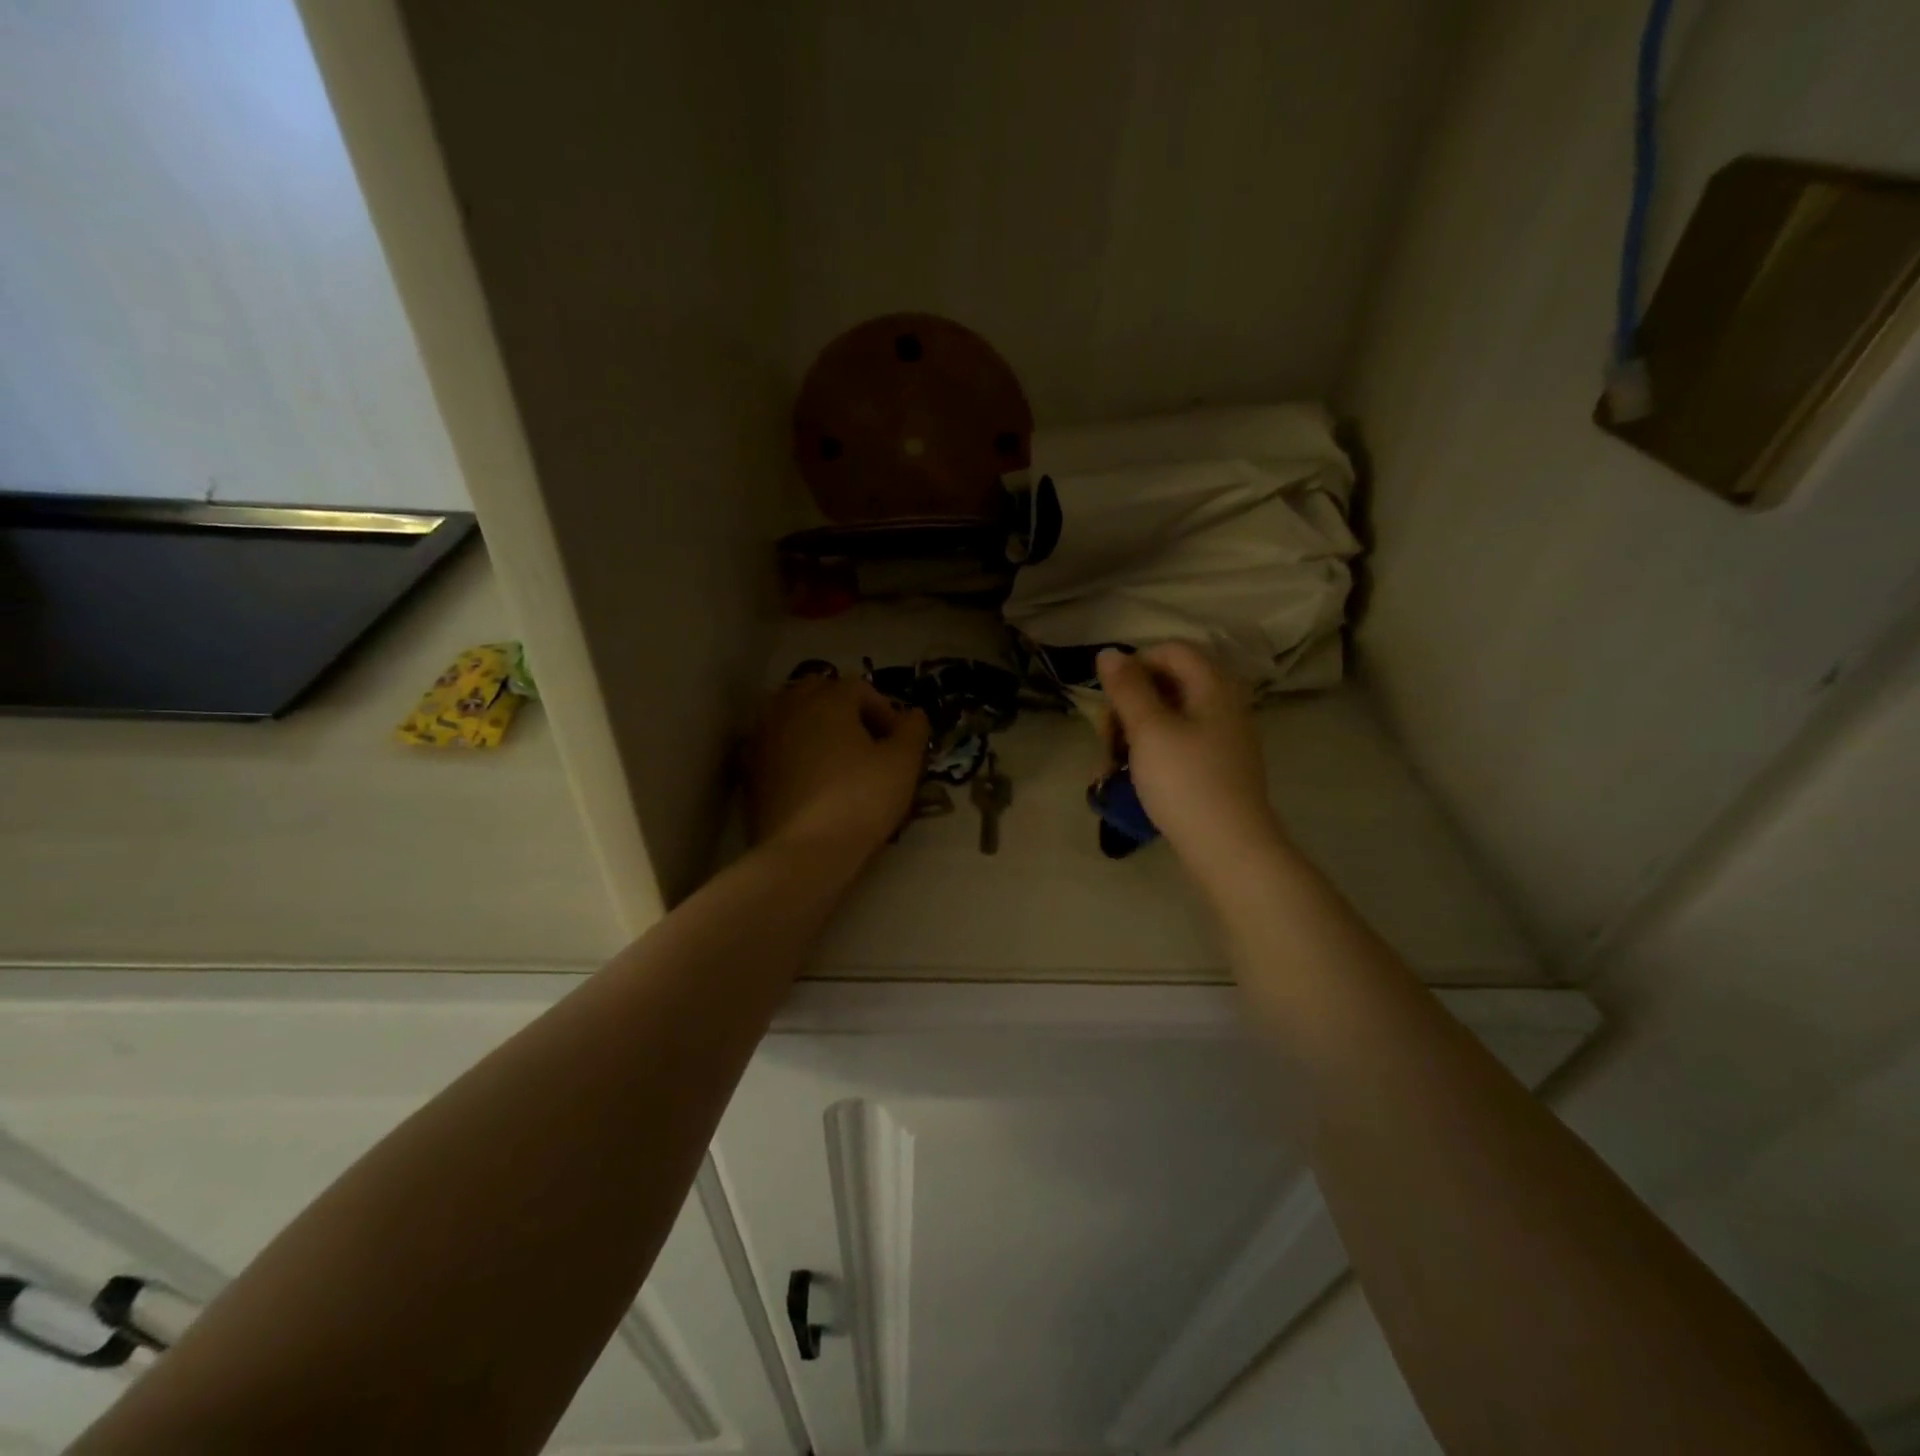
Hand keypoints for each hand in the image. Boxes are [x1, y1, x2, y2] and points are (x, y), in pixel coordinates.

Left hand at [747, 675, 929, 856]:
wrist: (805, 853)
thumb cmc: (860, 800)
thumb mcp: (902, 764)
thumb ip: (913, 731)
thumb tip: (914, 714)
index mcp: (827, 699)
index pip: (859, 688)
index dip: (885, 710)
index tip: (899, 742)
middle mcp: (788, 708)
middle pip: (818, 692)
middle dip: (844, 709)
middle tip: (866, 742)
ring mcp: (762, 737)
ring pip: (791, 715)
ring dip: (814, 726)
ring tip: (837, 758)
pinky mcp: (749, 770)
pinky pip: (774, 745)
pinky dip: (792, 750)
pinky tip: (809, 778)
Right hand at [1096, 644, 1283, 875]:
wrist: (1229, 849)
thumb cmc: (1185, 781)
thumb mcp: (1148, 730)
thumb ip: (1127, 688)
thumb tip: (1108, 652)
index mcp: (1213, 687)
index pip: (1171, 651)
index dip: (1135, 665)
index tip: (1108, 698)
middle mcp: (1223, 706)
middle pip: (1166, 685)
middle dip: (1127, 707)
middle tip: (1106, 739)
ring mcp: (1221, 739)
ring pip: (1166, 720)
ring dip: (1132, 735)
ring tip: (1110, 768)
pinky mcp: (1215, 768)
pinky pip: (1176, 746)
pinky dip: (1150, 755)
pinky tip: (1130, 779)